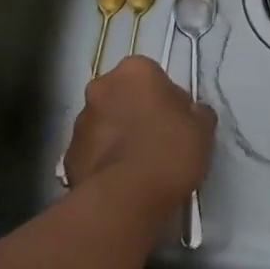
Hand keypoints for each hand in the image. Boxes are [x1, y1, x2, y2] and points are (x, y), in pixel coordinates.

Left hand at [65, 55, 214, 218]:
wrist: (127, 198)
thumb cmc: (170, 150)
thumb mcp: (202, 128)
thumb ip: (195, 112)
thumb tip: (189, 112)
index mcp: (135, 70)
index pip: (151, 75)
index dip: (164, 98)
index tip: (174, 120)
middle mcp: (101, 87)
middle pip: (122, 95)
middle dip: (134, 112)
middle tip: (155, 139)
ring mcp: (80, 121)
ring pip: (103, 122)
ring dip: (116, 135)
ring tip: (136, 165)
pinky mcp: (67, 154)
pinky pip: (91, 151)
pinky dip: (102, 160)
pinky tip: (120, 180)